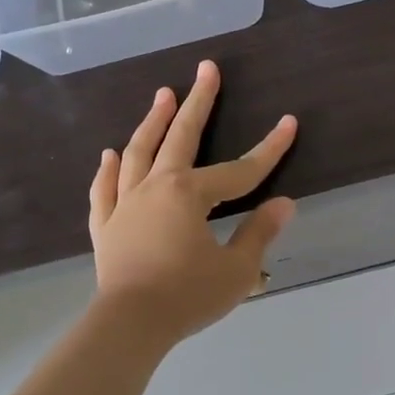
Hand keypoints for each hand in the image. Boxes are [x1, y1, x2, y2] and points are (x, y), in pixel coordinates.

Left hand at [88, 60, 297, 346]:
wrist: (129, 325)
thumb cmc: (187, 296)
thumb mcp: (236, 270)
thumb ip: (259, 233)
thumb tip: (285, 204)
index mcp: (189, 194)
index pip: (239, 170)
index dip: (269, 149)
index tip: (289, 123)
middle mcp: (156, 187)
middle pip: (180, 137)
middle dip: (198, 102)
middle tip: (206, 69)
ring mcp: (126, 203)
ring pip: (138, 152)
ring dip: (152, 122)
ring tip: (162, 95)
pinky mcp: (106, 225)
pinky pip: (104, 189)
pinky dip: (107, 170)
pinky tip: (108, 154)